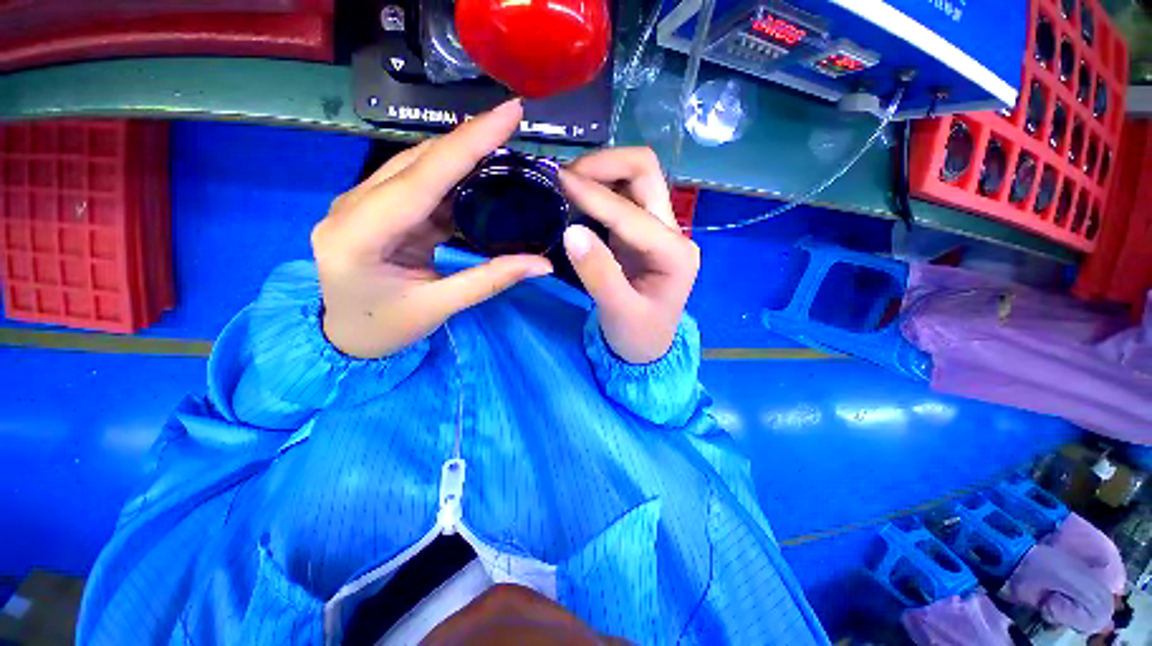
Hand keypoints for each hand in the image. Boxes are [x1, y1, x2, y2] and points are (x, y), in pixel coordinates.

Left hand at [312, 100, 552, 358]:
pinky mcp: (378, 210)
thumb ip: (490, 280)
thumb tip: (543, 264)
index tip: (509, 113)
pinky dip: (453, 180)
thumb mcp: (439, 308)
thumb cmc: (385, 328)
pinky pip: (420, 186)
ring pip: (418, 167)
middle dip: (468, 141)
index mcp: (359, 235)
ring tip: (503, 149)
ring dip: (462, 156)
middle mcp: (354, 207)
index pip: (422, 177)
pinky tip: (480, 178)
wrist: (346, 338)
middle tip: (513, 127)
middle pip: (418, 162)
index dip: (468, 142)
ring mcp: (363, 205)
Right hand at [561, 148, 699, 363]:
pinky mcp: (639, 233)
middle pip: (646, 173)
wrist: (647, 347)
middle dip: (606, 165)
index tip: (558, 181)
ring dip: (602, 172)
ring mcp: (656, 229)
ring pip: (635, 179)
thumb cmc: (637, 335)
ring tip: (566, 182)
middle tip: (565, 177)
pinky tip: (576, 195)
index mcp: (675, 254)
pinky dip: (599, 188)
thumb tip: (571, 231)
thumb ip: (598, 273)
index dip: (595, 196)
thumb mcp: (618, 312)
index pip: (632, 214)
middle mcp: (672, 232)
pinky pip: (621, 197)